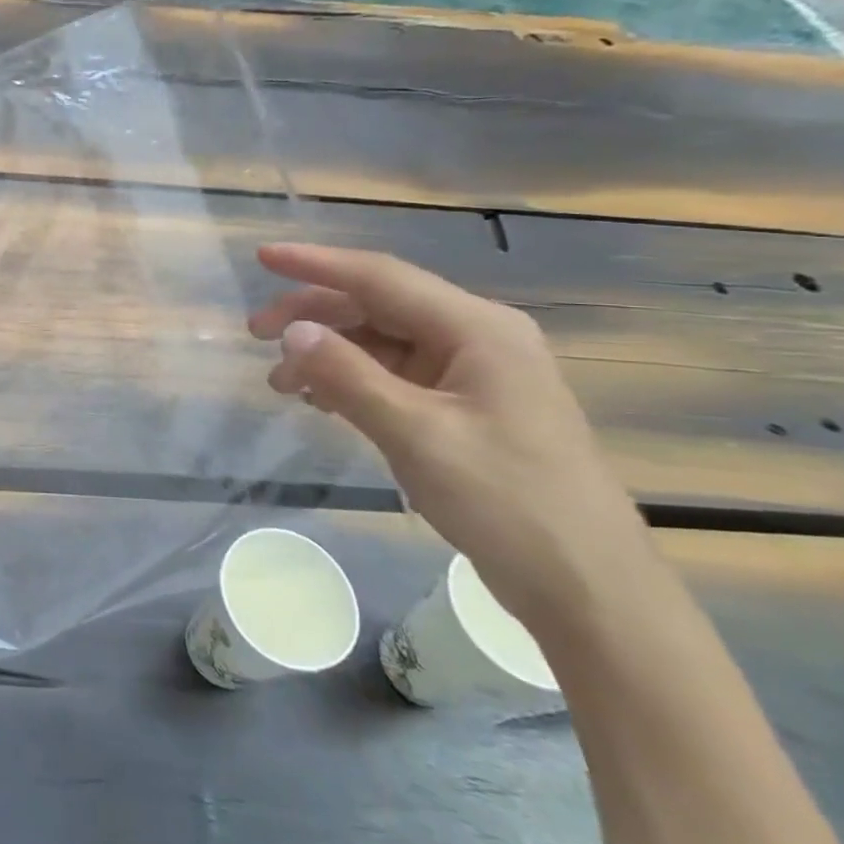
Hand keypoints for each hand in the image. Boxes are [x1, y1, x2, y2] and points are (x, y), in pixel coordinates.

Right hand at [247, 243, 655, 629]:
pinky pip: (396, 377)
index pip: (380, 277)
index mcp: (476, 329)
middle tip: (255, 334)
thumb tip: (292, 331)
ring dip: (329, 354)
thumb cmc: (506, 501)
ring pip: (383, 344)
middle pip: (378, 306)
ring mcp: (473, 375)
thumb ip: (348, 375)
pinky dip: (353, 382)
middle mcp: (476, 339)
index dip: (315, 264)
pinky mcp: (467, 410)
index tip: (262, 256)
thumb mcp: (415, 434)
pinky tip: (321, 400)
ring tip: (280, 381)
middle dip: (314, 316)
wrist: (588, 587)